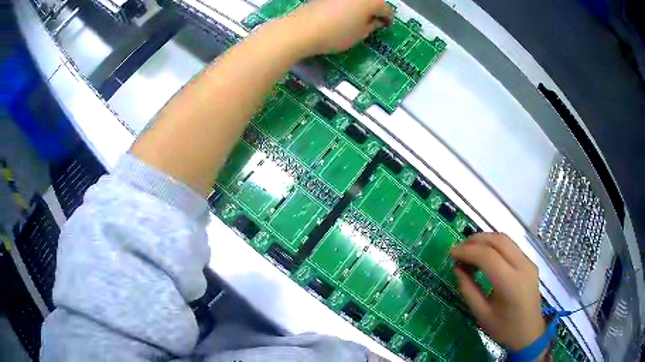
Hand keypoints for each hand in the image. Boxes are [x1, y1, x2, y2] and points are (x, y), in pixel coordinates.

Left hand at [288, 0, 393, 54]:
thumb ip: (372, 26)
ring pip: (357, 0)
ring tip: (356, 19)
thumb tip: (375, 21)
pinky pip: (343, 1)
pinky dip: (347, 5)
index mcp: (372, 1)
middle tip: (371, 22)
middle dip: (374, 11)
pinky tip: (341, 15)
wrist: (303, 29)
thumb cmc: (336, 34)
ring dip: (360, 7)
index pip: (387, 10)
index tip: (385, 27)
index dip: (388, 20)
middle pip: (372, 1)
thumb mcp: (360, 34)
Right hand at [451, 233, 545, 351]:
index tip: (451, 253)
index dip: (467, 251)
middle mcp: (523, 266)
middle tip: (459, 249)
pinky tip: (485, 255)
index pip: (488, 256)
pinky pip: (511, 246)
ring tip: (469, 249)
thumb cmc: (504, 329)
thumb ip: (468, 290)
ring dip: (485, 240)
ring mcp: (529, 262)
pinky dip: (495, 245)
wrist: (530, 333)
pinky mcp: (530, 262)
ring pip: (506, 239)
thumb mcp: (482, 314)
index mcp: (511, 283)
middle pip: (498, 240)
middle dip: (475, 240)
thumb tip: (457, 268)